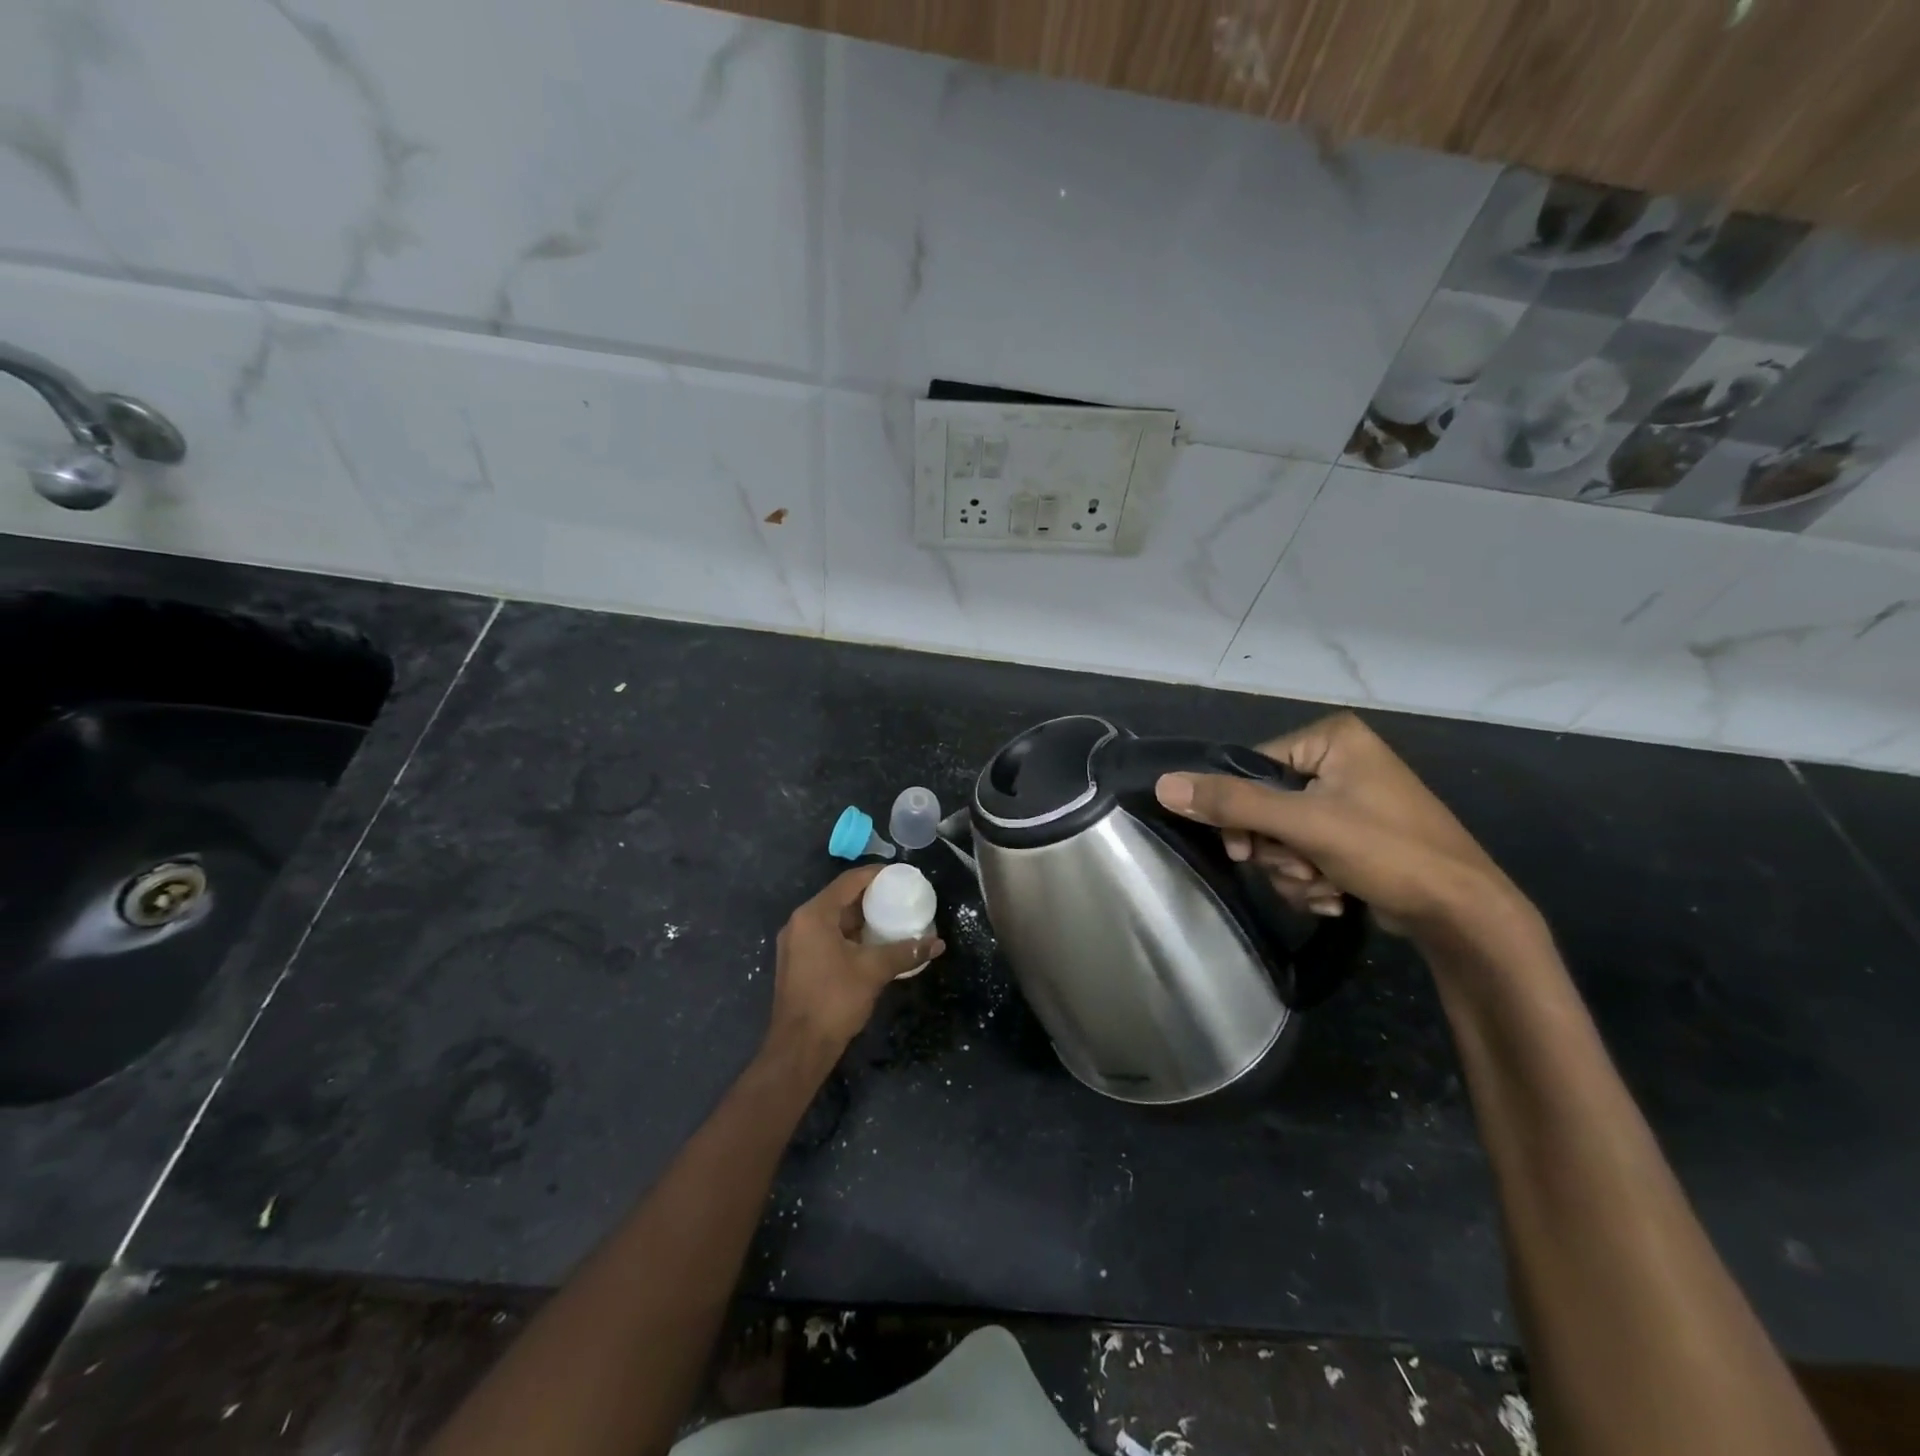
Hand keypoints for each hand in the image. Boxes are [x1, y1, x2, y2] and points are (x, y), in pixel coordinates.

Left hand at [765, 867, 944, 1058]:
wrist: (799, 1047)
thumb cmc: (834, 999)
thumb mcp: (874, 971)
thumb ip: (906, 952)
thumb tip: (937, 943)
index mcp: (814, 915)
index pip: (849, 881)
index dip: (876, 875)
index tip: (902, 876)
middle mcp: (800, 922)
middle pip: (839, 898)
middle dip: (870, 897)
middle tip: (900, 897)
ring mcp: (796, 943)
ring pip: (833, 919)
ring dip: (860, 918)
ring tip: (891, 919)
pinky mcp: (798, 962)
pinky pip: (826, 936)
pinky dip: (849, 935)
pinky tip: (872, 944)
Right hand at [1153, 712, 1530, 941]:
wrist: (1465, 916)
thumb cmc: (1389, 852)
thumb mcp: (1305, 824)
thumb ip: (1233, 804)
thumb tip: (1164, 785)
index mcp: (1331, 739)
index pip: (1252, 768)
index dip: (1241, 813)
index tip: (1247, 850)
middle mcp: (1339, 761)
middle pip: (1264, 806)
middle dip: (1278, 850)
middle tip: (1302, 869)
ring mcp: (1348, 800)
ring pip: (1282, 837)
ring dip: (1294, 871)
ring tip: (1327, 886)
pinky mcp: (1354, 836)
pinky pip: (1305, 853)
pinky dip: (1313, 880)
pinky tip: (1339, 894)